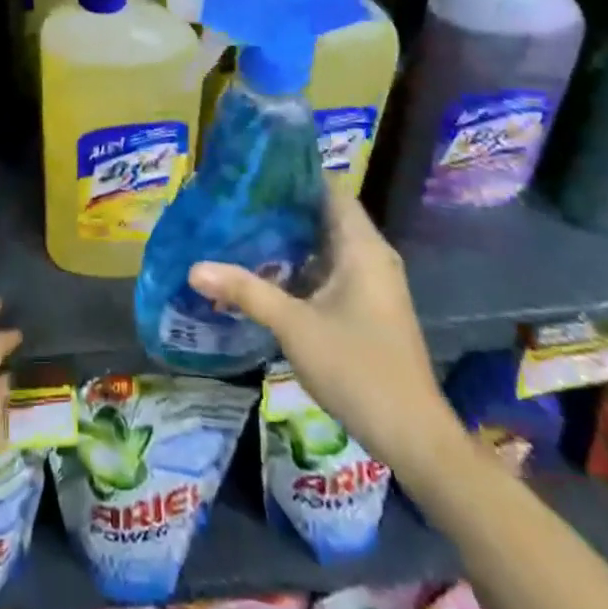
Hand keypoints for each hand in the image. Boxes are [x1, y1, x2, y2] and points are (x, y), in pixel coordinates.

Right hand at [188, 187, 457, 468]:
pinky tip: (267, 273)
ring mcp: (373, 283)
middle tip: (237, 200)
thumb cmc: (358, 368)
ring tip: (243, 229)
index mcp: (362, 247)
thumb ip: (245, 291)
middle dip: (283, 208)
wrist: (414, 437)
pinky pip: (332, 269)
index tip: (254, 171)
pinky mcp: (369, 307)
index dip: (294, 176)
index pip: (329, 189)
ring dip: (291, 239)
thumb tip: (194, 268)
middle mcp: (372, 256)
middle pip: (325, 215)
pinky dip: (303, 265)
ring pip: (327, 245)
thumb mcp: (294, 326)